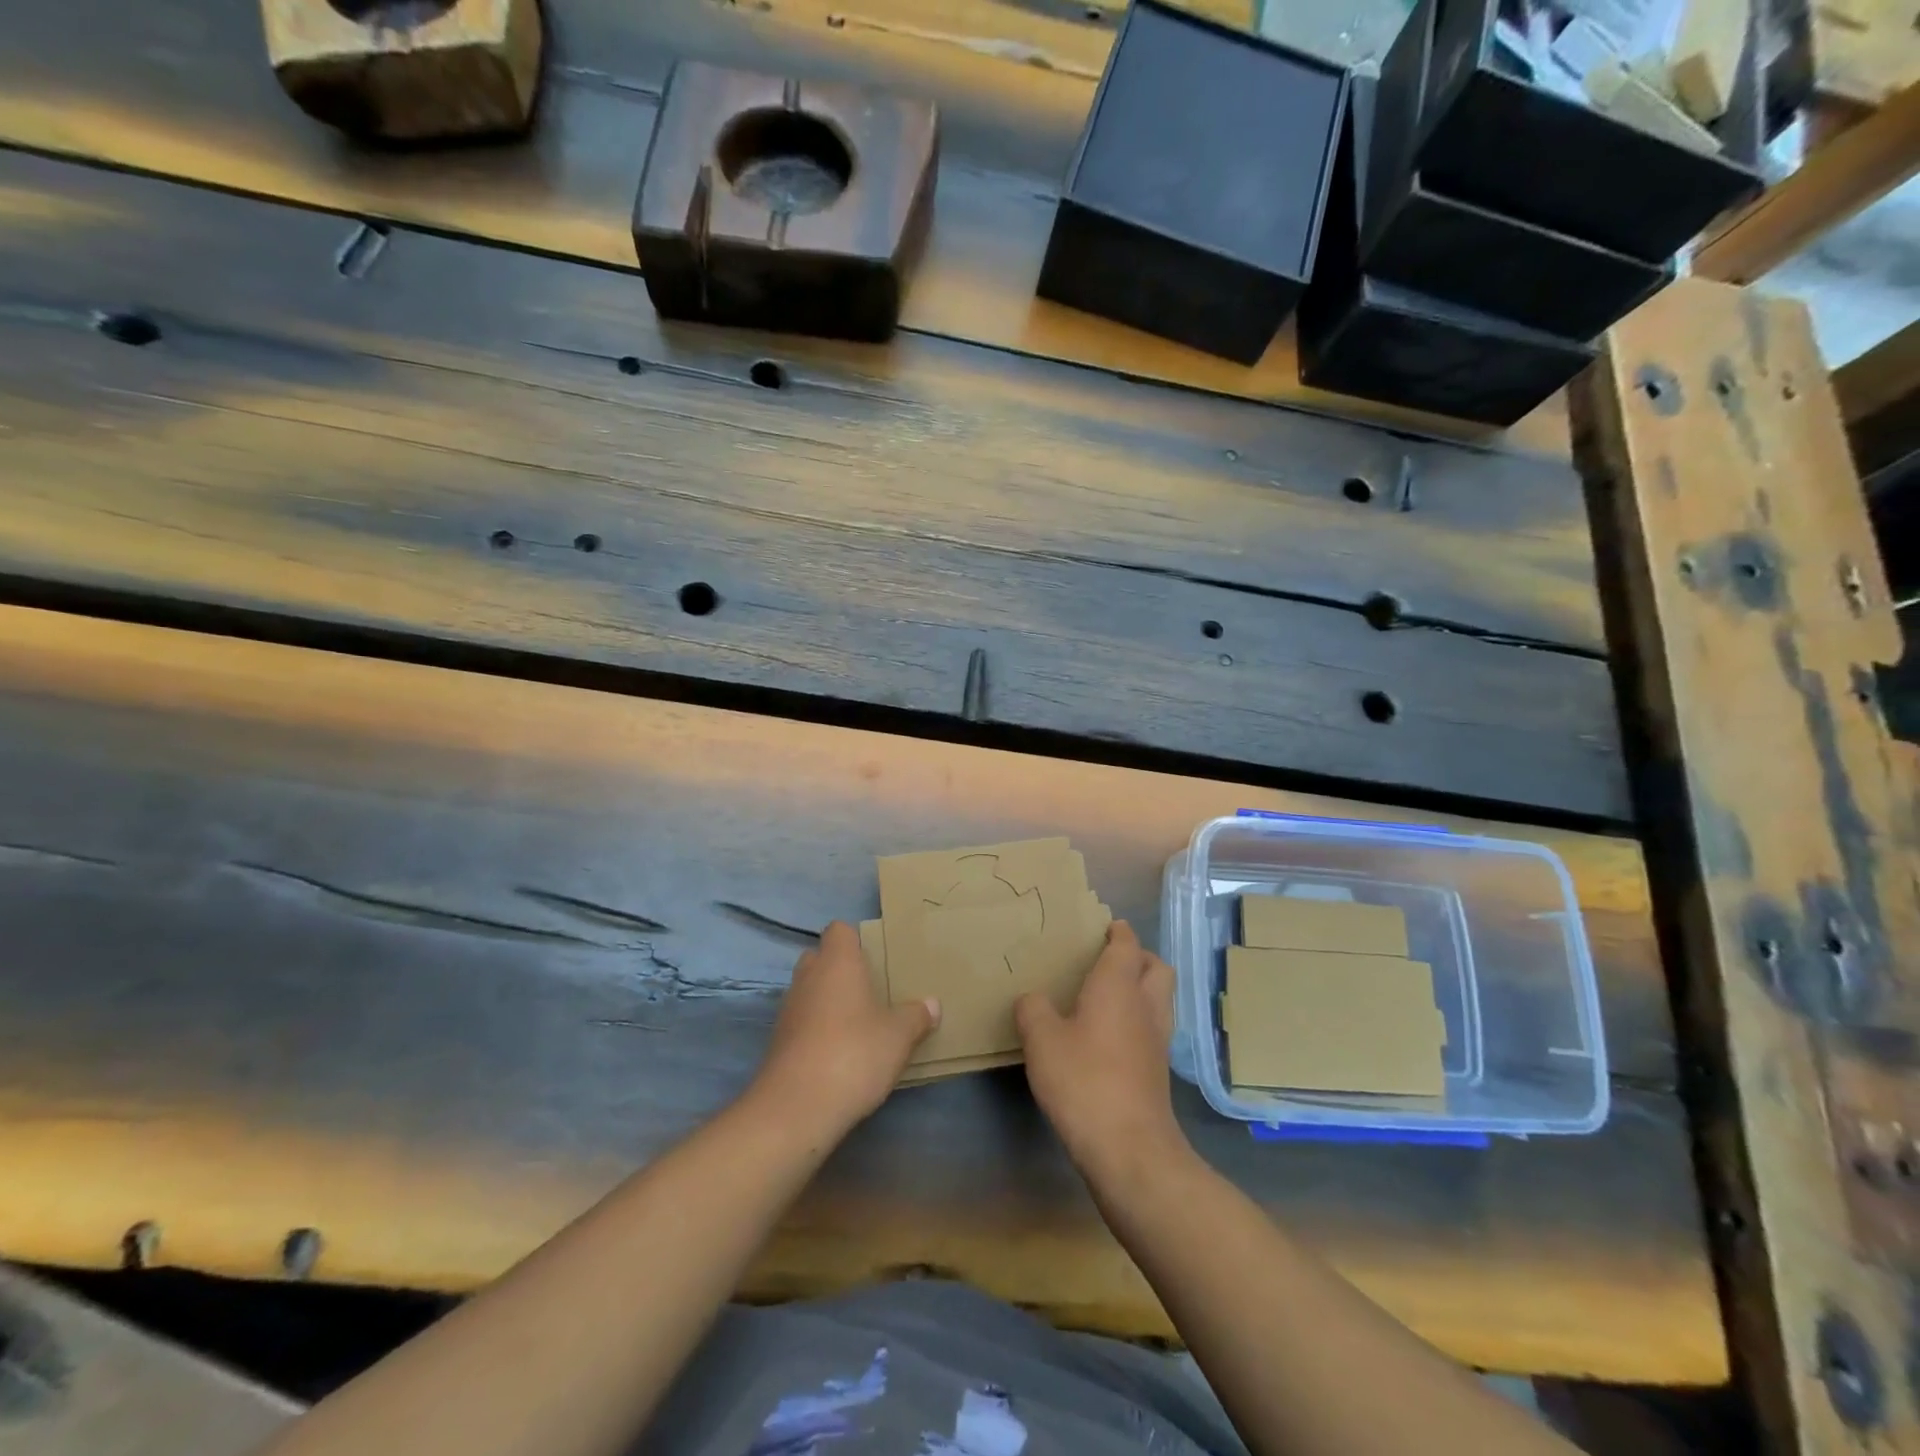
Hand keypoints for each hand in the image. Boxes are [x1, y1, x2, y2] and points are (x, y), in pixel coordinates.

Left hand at [751, 921, 938, 1140]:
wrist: (796, 1108)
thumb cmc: (853, 1054)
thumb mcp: (898, 1036)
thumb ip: (916, 1016)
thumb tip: (932, 1004)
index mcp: (837, 962)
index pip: (839, 930)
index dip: (856, 940)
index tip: (877, 958)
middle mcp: (808, 976)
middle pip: (821, 958)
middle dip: (842, 969)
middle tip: (872, 990)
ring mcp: (789, 1009)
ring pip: (810, 990)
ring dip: (829, 1000)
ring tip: (859, 1023)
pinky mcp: (778, 1041)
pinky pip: (802, 1021)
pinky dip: (817, 1029)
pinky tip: (840, 1052)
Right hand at [1016, 921, 1187, 1182]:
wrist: (1130, 1149)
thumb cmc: (1084, 1080)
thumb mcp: (1042, 1040)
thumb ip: (1033, 1010)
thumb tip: (1033, 999)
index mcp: (1119, 986)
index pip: (1127, 944)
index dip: (1117, 932)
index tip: (1103, 926)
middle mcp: (1146, 1006)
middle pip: (1157, 968)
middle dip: (1138, 957)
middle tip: (1108, 961)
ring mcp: (1158, 1040)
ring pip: (1159, 999)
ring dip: (1142, 990)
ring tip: (1107, 998)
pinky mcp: (1158, 1072)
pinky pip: (1153, 1029)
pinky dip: (1137, 1022)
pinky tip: (1109, 1038)